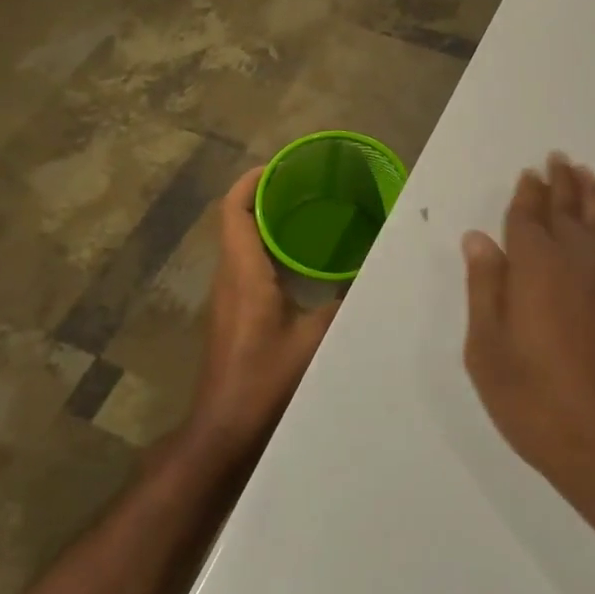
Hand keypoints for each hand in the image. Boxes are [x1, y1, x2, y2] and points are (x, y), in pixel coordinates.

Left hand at [189, 167, 340, 460]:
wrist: (224, 428)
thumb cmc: (265, 379)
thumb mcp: (315, 339)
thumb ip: (343, 304)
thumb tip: (370, 277)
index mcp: (244, 273)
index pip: (235, 210)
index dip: (252, 181)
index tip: (280, 165)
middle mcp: (229, 276)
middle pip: (237, 220)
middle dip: (266, 195)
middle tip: (306, 184)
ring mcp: (227, 296)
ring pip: (240, 242)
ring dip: (267, 222)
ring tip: (308, 212)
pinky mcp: (232, 313)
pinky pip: (246, 264)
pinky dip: (268, 248)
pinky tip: (300, 259)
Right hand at [462, 154, 594, 517]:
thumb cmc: (543, 405)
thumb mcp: (490, 355)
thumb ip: (485, 290)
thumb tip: (478, 239)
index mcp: (537, 267)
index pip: (528, 219)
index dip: (526, 195)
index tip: (529, 173)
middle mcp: (580, 259)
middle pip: (569, 209)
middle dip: (561, 183)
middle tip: (558, 159)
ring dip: (593, 196)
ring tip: (587, 175)